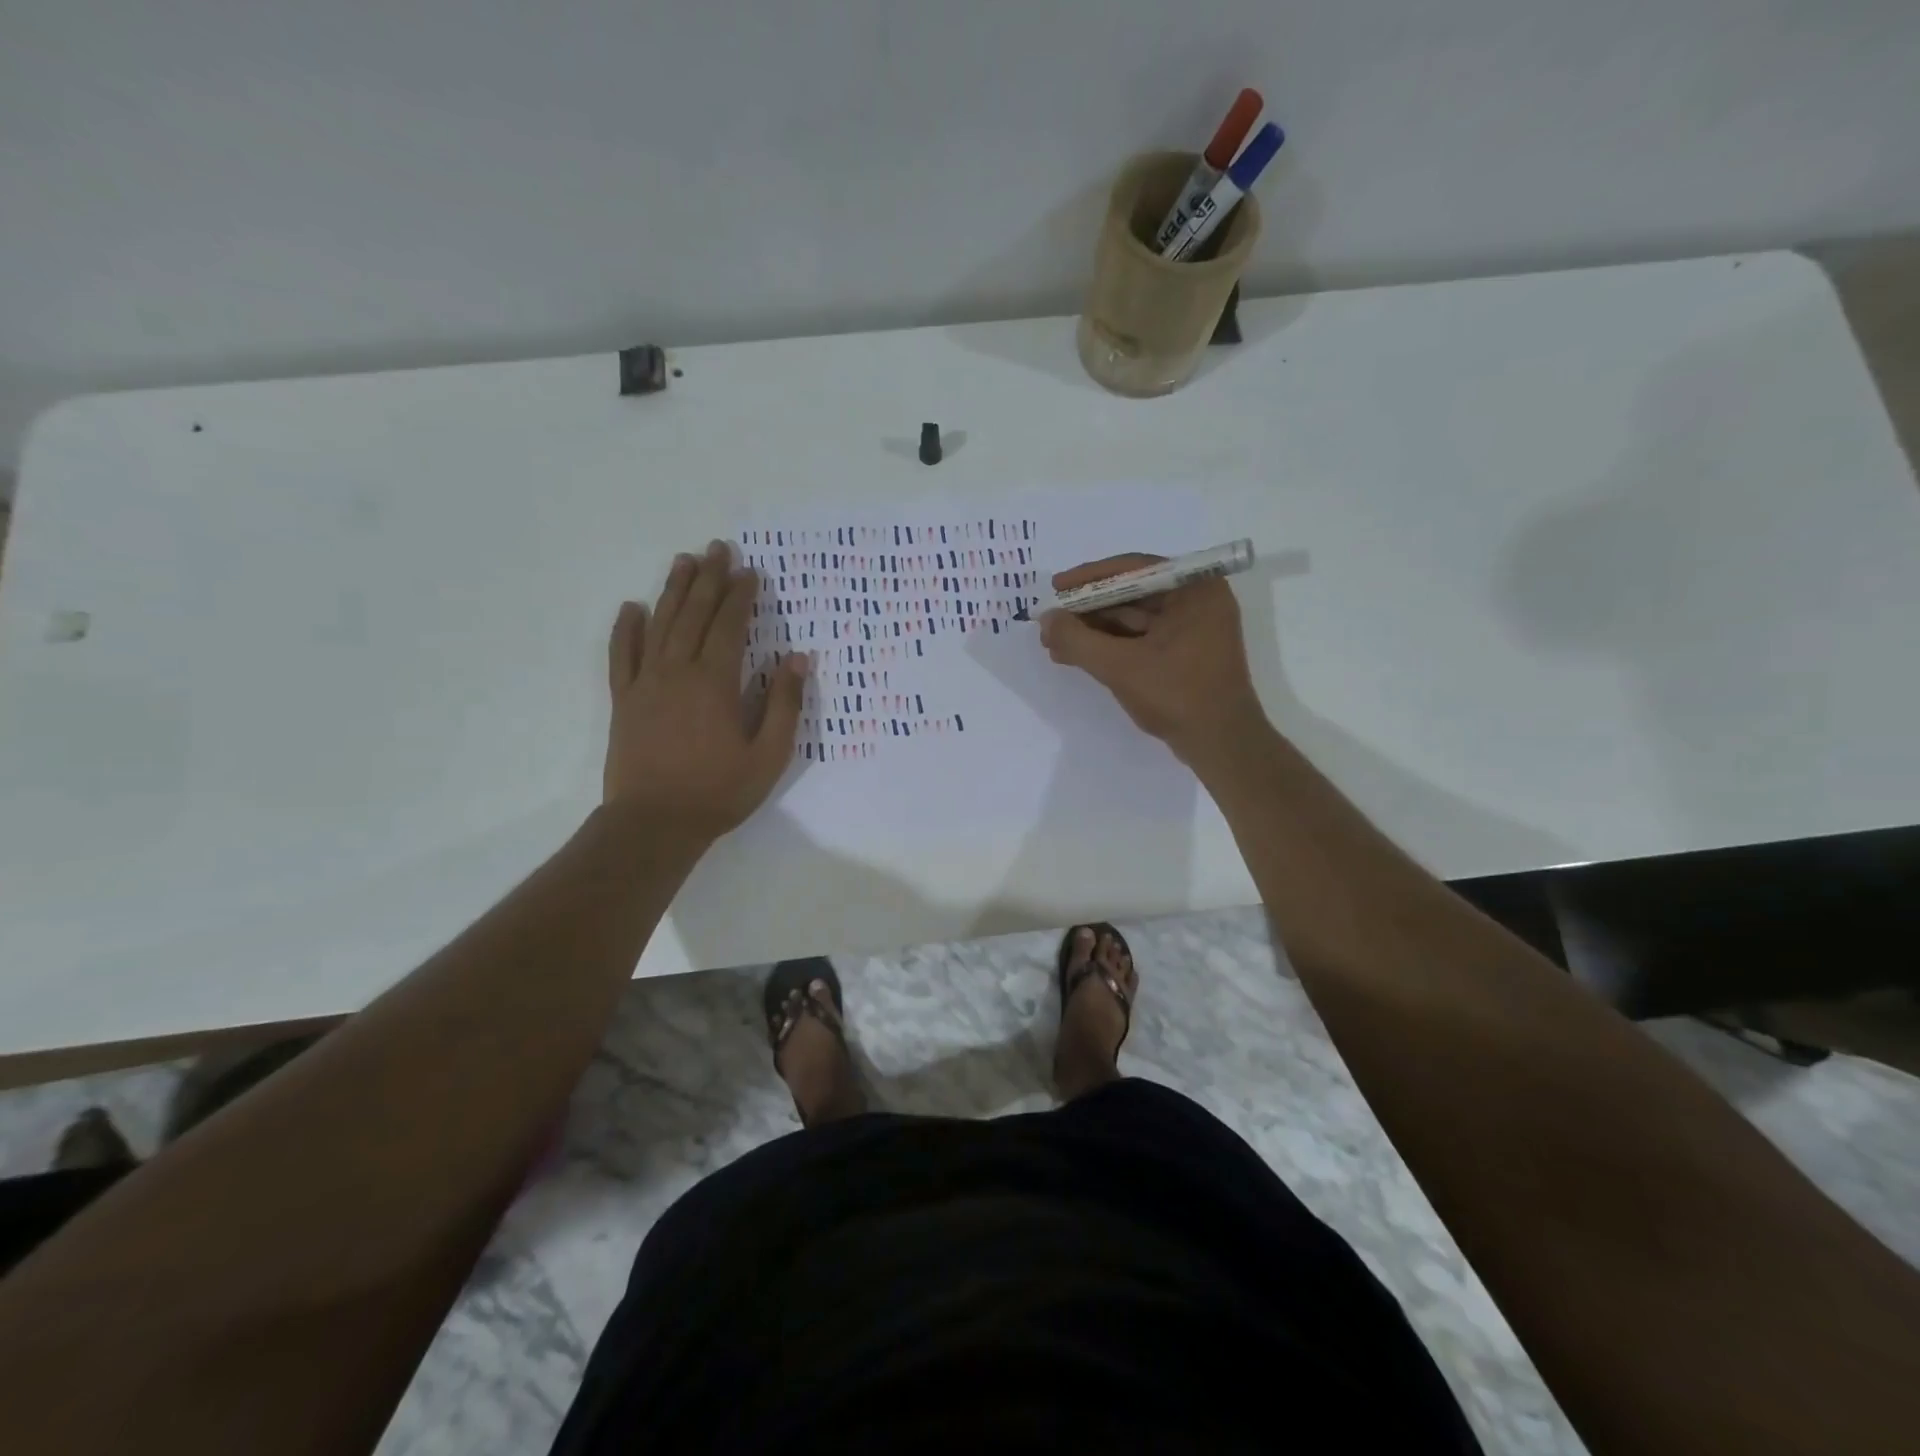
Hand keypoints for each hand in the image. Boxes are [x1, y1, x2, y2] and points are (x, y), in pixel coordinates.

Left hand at [603, 540, 808, 841]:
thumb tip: (798, 659)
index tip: (750, 571)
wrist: (654, 823)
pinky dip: (626, 629)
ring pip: (659, 625)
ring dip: (673, 591)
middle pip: (694, 614)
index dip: (740, 596)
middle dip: (708, 579)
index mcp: (715, 682)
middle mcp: (677, 671)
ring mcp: (645, 683)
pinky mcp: (624, 700)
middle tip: (718, 549)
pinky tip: (631, 608)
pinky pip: (622, 656)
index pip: (729, 626)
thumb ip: (783, 704)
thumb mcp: (768, 755)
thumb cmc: (718, 791)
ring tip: (683, 561)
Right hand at [1040, 553, 1267, 765]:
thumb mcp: (1121, 666)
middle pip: (1129, 594)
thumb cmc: (1178, 696)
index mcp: (1194, 590)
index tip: (1055, 589)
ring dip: (1092, 631)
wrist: (1221, 745)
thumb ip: (1078, 640)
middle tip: (1049, 624)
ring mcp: (1191, 629)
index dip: (1089, 579)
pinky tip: (1076, 656)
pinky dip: (1109, 647)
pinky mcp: (1183, 654)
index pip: (1133, 569)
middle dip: (1086, 611)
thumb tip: (1046, 619)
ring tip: (1054, 644)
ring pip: (1131, 620)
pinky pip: (1139, 639)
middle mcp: (1196, 601)